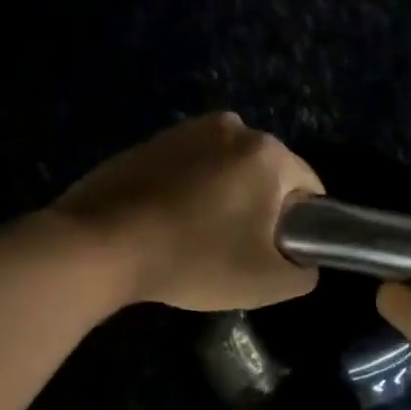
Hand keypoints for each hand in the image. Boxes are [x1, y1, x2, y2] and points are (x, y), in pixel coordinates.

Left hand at [50, 113, 323, 311]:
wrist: (101, 245)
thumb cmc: (195, 258)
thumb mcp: (267, 282)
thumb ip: (304, 272)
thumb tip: (302, 261)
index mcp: (267, 151)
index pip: (309, 188)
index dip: (301, 226)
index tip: (273, 255)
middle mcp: (231, 127)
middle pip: (265, 176)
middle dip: (259, 210)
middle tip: (233, 252)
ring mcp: (185, 130)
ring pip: (225, 171)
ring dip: (222, 199)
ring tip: (195, 240)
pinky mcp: (150, 142)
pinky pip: (188, 169)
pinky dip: (188, 192)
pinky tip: (166, 225)